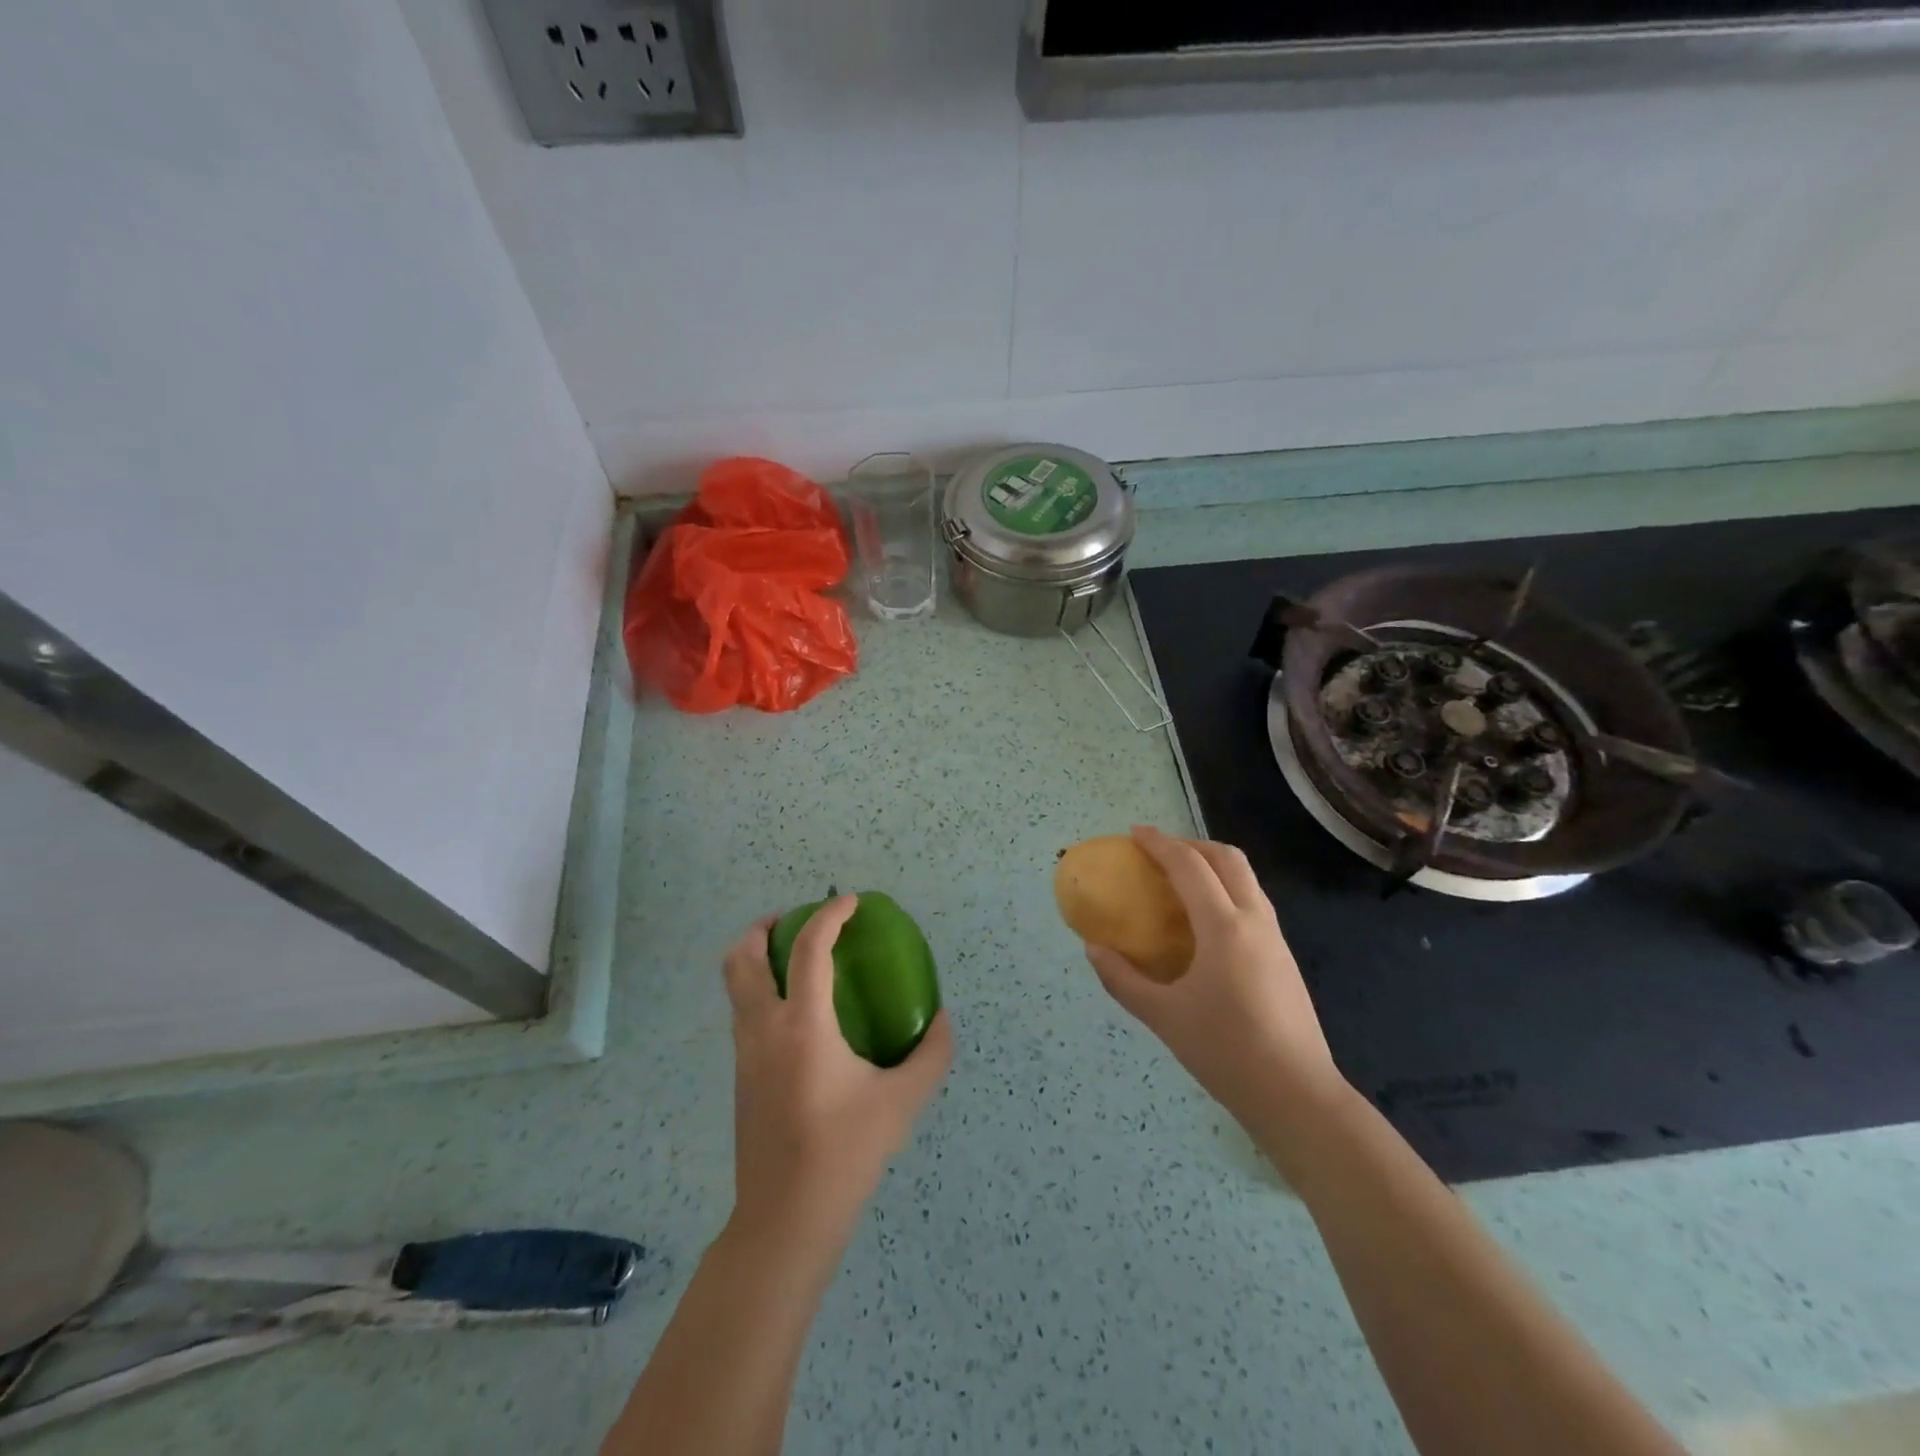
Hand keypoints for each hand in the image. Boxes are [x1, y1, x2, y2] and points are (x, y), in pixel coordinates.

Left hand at [722, 898, 952, 1246]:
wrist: (785, 1219)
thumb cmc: (845, 1154)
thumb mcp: (902, 1103)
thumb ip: (931, 1054)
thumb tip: (940, 1019)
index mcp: (803, 1028)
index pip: (808, 950)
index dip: (829, 916)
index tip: (849, 902)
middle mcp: (764, 1029)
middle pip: (742, 957)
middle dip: (763, 927)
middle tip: (796, 920)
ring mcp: (744, 1053)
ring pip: (734, 984)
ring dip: (755, 956)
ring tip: (792, 956)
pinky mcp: (740, 1075)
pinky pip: (742, 1011)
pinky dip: (759, 988)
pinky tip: (795, 1011)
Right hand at [1086, 826, 1344, 1125]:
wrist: (1297, 1095)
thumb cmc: (1225, 1052)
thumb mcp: (1163, 1016)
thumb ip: (1122, 979)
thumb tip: (1093, 949)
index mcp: (1224, 928)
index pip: (1189, 867)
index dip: (1160, 844)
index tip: (1134, 833)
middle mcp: (1254, 920)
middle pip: (1227, 859)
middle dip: (1191, 845)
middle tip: (1159, 853)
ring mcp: (1275, 938)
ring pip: (1246, 879)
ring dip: (1212, 865)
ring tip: (1179, 881)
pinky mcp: (1283, 957)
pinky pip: (1252, 903)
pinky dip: (1225, 891)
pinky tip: (1204, 923)